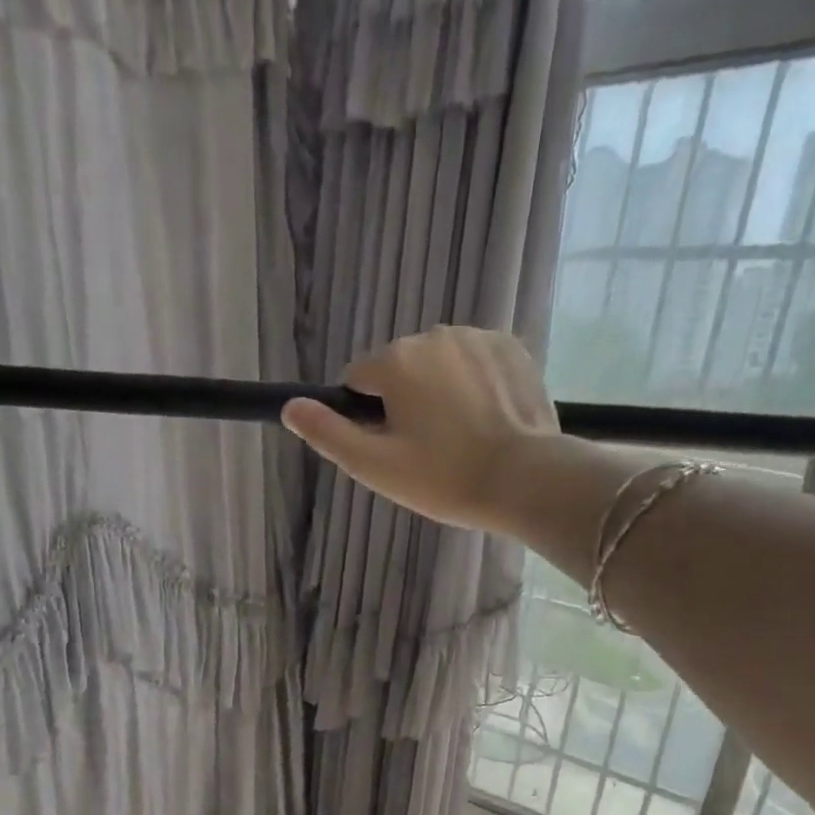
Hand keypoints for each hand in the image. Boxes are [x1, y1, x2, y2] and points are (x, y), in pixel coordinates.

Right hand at [280, 327, 558, 534]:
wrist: (524, 479)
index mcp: (396, 361)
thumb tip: (289, 406)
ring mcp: (477, 337)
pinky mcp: (512, 347)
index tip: (390, 450)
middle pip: (400, 371)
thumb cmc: (443, 478)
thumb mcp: (374, 466)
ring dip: (439, 393)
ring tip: (461, 439)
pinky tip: (486, 421)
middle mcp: (433, 335)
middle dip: (404, 403)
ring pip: (438, 365)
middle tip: (427, 453)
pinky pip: (474, 363)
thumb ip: (328, 434)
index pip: (358, 380)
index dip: (366, 418)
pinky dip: (473, 386)